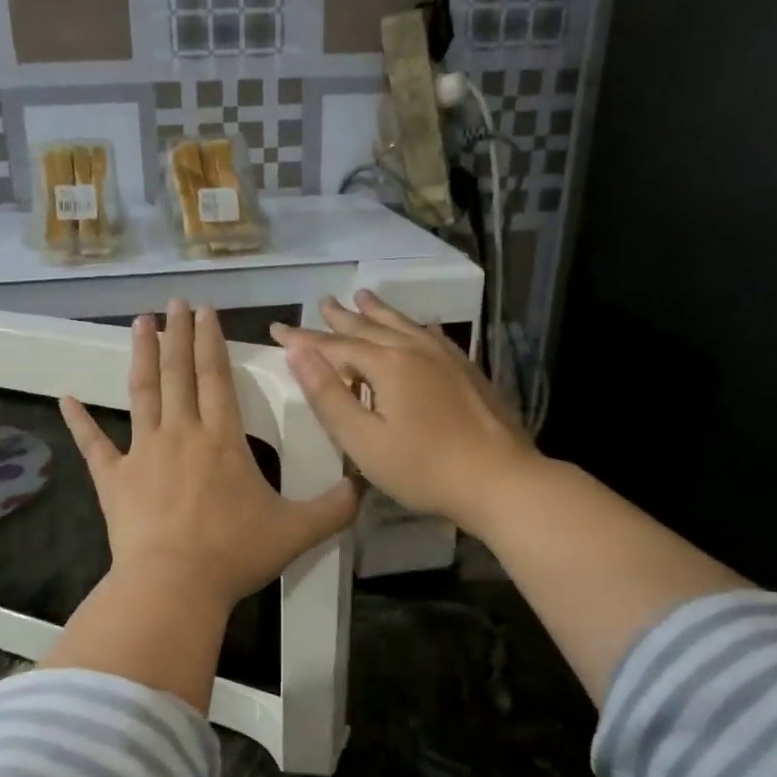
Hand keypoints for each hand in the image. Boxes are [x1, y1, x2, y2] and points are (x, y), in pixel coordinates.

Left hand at [62, 301, 358, 614]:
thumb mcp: (297, 531)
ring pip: (142, 392)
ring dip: (141, 355)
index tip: (205, 312)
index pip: (216, 376)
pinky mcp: (113, 479)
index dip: (210, 341)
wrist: (173, 585)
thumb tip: (365, 487)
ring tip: (140, 323)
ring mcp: (142, 453)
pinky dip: (79, 421)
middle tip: (175, 303)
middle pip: (178, 372)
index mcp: (222, 439)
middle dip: (178, 333)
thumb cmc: (234, 554)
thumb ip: (334, 508)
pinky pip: (93, 445)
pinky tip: (66, 398)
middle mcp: (181, 433)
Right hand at [273, 291, 539, 535]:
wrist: (500, 480)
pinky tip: (418, 326)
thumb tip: (298, 352)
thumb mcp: (363, 440)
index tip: (277, 329)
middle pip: (369, 327)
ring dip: (377, 312)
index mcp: (387, 364)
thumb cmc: (423, 468)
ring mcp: (446, 357)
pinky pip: (431, 335)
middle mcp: (415, 349)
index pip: (333, 345)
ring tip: (362, 296)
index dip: (303, 338)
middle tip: (322, 303)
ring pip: (403, 325)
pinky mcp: (467, 371)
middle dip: (340, 317)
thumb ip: (328, 395)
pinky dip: (413, 326)